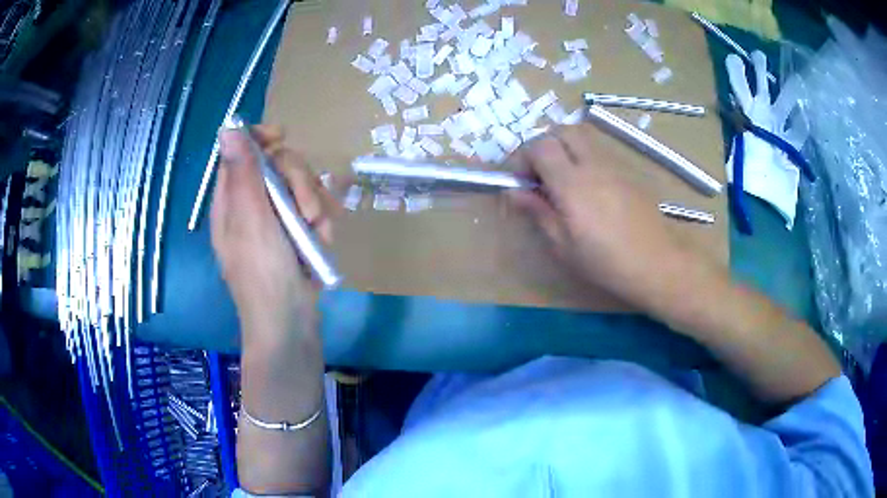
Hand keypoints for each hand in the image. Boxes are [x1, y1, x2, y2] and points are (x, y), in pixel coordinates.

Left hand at [210, 125, 336, 349]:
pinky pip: (313, 209)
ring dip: (315, 205)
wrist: (290, 324)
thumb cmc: (264, 275)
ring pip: (300, 186)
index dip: (260, 138)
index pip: (241, 152)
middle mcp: (251, 204)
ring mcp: (275, 219)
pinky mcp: (296, 233)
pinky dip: (322, 223)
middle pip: (277, 164)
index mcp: (231, 199)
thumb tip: (228, 127)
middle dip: (298, 181)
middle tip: (307, 210)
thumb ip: (243, 173)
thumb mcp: (251, 221)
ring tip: (318, 233)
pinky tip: (323, 241)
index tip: (282, 138)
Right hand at [507, 124, 695, 310]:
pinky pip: (600, 150)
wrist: (656, 262)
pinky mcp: (628, 171)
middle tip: (541, 174)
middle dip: (544, 145)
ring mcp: (613, 164)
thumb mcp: (563, 245)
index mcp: (571, 183)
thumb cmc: (605, 261)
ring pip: (582, 135)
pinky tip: (590, 188)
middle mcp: (592, 163)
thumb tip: (514, 191)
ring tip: (564, 178)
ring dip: (565, 147)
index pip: (539, 146)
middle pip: (561, 130)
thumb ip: (538, 211)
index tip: (522, 182)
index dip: (523, 158)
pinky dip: (585, 157)